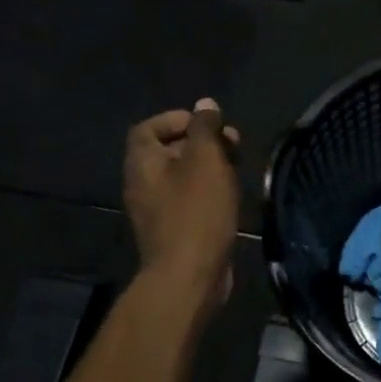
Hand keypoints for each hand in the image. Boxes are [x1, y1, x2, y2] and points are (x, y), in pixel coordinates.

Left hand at [123, 99, 241, 311]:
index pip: (148, 128)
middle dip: (202, 142)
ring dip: (210, 167)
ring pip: (183, 176)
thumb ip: (205, 129)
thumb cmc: (197, 212)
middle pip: (169, 150)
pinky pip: (190, 199)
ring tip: (238, 168)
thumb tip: (205, 105)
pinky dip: (209, 191)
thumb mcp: (206, 161)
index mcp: (142, 163)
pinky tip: (232, 196)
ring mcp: (157, 210)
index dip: (178, 120)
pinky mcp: (175, 230)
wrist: (189, 276)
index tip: (209, 124)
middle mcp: (143, 184)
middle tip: (233, 144)